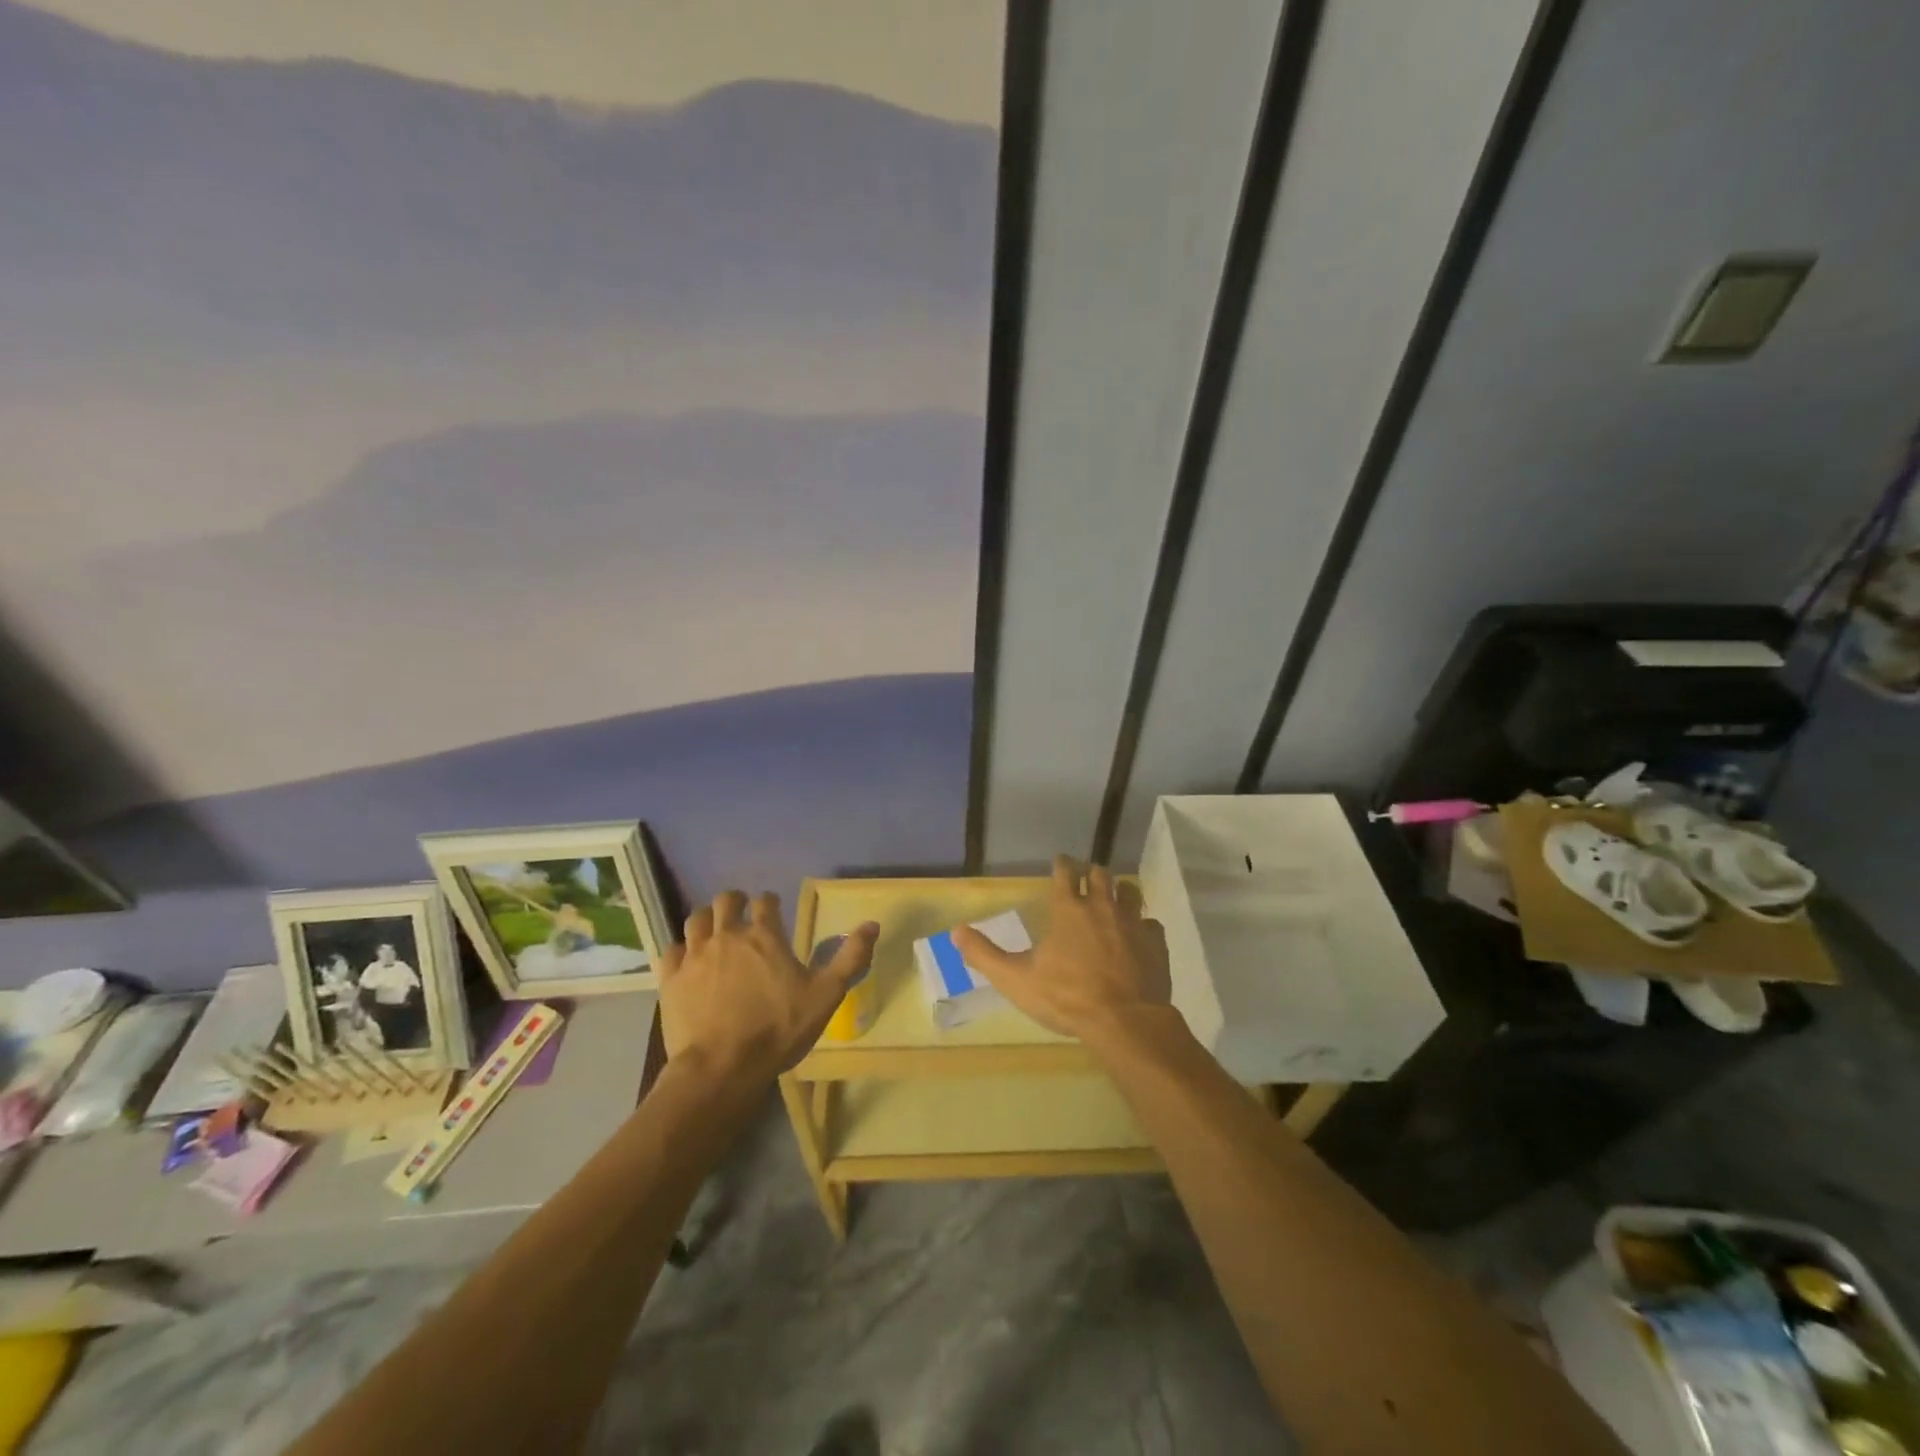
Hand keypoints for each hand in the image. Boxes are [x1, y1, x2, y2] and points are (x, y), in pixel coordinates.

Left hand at [659, 890, 878, 1085]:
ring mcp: (695, 955)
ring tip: (714, 931)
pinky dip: (680, 949)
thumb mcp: (826, 996)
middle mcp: (728, 935)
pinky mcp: (671, 978)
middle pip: (727, 900)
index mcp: (765, 936)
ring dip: (707, 919)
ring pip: (697, 919)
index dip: (770, 902)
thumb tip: (872, 924)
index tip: (773, 908)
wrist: (722, 1068)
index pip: (765, 901)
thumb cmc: (778, 1030)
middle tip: (742, 913)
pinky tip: (687, 961)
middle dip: (736, 902)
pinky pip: (671, 949)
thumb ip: (850, 957)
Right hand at [952, 855, 1170, 1041]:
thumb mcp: (1016, 979)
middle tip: (1087, 878)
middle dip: (1092, 873)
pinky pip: (1151, 923)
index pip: (1065, 873)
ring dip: (1121, 891)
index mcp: (1069, 910)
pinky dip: (1143, 925)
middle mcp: (1102, 907)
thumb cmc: (1066, 997)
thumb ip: (984, 954)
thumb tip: (955, 931)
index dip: (1062, 864)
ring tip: (1116, 897)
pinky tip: (1139, 936)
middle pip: (1100, 875)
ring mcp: (1133, 923)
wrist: (1125, 1021)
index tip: (1061, 861)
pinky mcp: (1156, 942)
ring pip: (1130, 892)